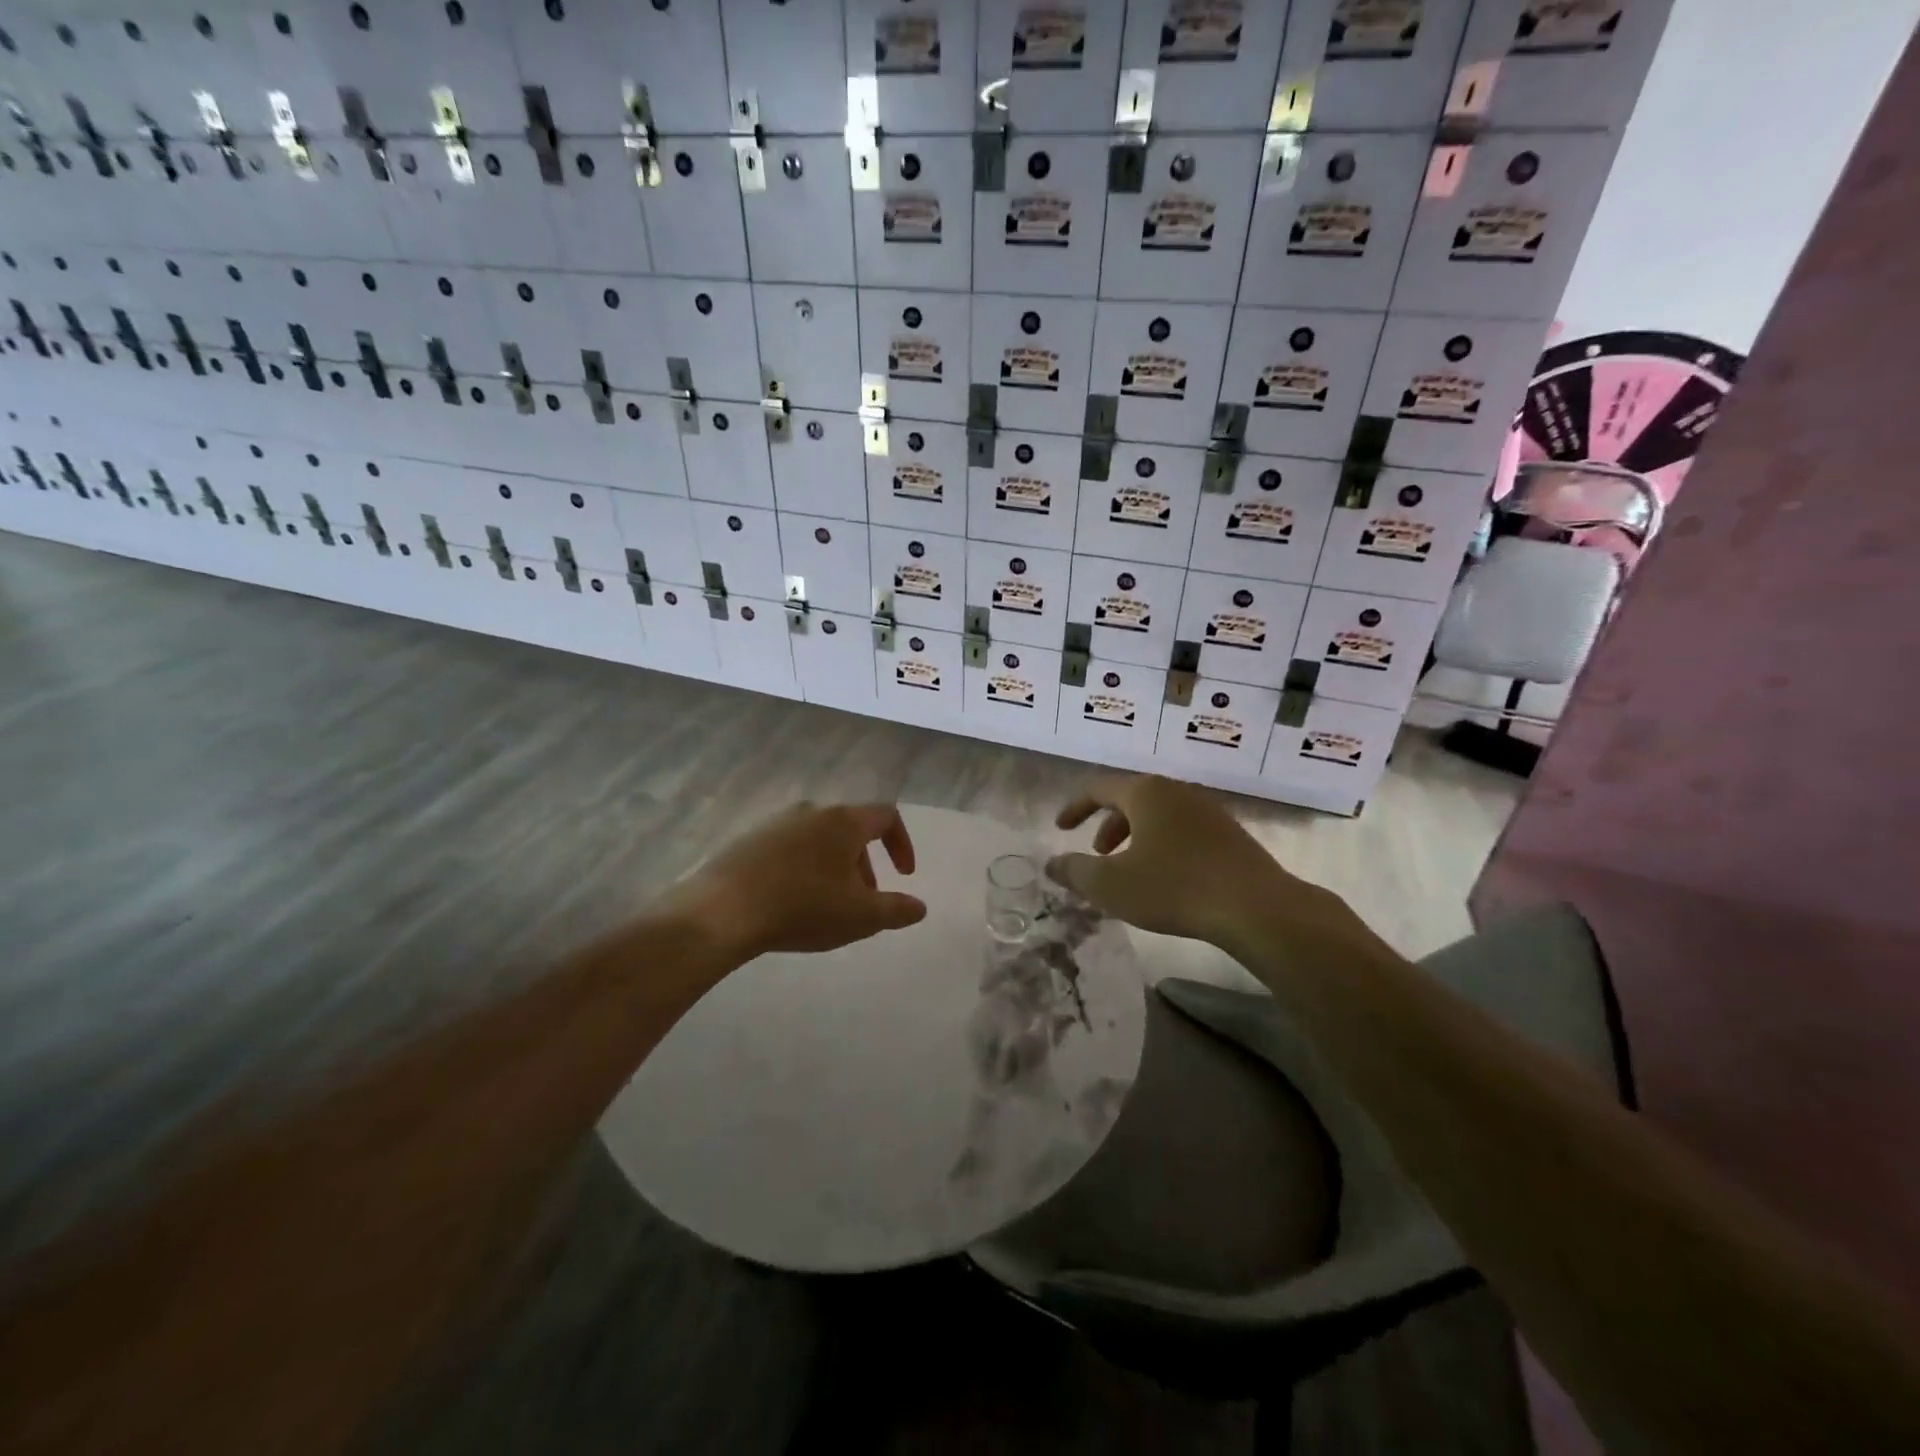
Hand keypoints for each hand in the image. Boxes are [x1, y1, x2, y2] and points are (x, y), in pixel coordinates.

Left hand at [679, 802, 926, 960]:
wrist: (721, 910)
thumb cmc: (803, 907)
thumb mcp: (860, 916)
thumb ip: (896, 910)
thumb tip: (920, 907)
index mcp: (844, 821)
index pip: (886, 816)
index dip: (902, 844)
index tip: (904, 875)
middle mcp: (812, 811)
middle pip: (851, 828)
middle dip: (865, 863)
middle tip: (864, 900)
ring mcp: (776, 822)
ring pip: (819, 838)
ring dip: (834, 866)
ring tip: (827, 905)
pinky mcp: (749, 839)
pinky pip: (789, 848)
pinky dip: (804, 867)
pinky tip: (790, 901)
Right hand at [1046, 776, 1387, 973]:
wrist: (1256, 907)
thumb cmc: (1174, 888)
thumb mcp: (1111, 884)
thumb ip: (1075, 871)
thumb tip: (1051, 863)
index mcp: (1146, 792)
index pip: (1098, 788)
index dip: (1075, 807)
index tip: (1060, 828)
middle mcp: (1177, 791)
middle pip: (1131, 799)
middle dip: (1107, 826)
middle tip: (1096, 854)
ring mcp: (1208, 811)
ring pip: (1158, 816)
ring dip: (1135, 838)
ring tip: (1129, 870)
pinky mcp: (1230, 834)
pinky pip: (1182, 830)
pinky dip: (1162, 846)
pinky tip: (1166, 879)